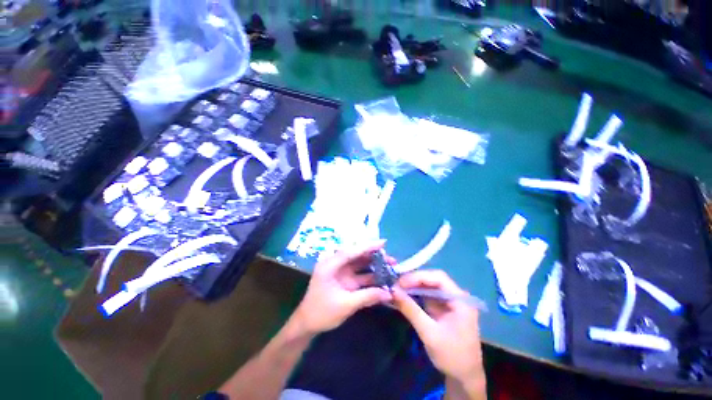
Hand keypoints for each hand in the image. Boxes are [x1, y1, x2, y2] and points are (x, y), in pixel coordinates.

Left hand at [292, 242, 392, 334]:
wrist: (307, 325)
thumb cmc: (321, 313)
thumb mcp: (346, 305)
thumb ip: (368, 297)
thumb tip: (390, 293)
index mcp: (330, 265)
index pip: (351, 251)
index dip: (368, 246)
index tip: (384, 242)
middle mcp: (335, 264)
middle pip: (357, 255)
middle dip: (374, 255)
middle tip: (391, 258)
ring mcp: (341, 272)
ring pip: (360, 264)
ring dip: (374, 264)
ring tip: (390, 265)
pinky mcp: (345, 280)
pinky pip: (360, 274)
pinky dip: (371, 275)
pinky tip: (382, 276)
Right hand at [393, 270, 484, 396]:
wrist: (464, 378)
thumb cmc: (451, 356)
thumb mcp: (429, 333)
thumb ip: (411, 310)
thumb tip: (392, 291)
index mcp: (460, 300)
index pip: (439, 278)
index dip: (419, 277)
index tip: (401, 282)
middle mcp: (457, 296)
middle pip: (434, 279)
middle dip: (414, 280)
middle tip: (396, 284)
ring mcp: (450, 301)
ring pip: (429, 286)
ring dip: (413, 286)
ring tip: (397, 288)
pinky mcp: (443, 308)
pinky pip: (428, 295)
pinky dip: (416, 295)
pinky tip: (405, 295)